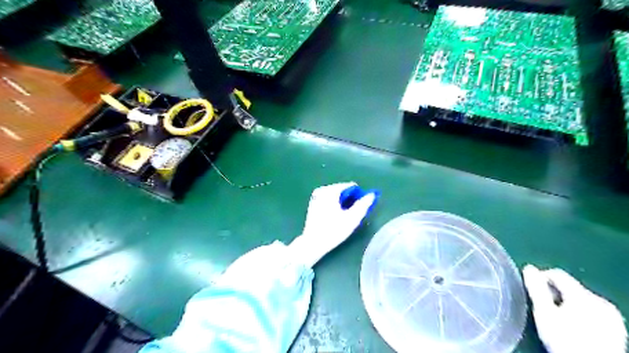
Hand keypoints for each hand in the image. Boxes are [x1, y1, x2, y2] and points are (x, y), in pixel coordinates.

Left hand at [287, 183, 374, 267]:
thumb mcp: (352, 218)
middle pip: (343, 190)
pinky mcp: (313, 203)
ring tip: (345, 216)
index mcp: (331, 191)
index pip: (351, 186)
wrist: (313, 243)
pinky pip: (328, 199)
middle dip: (350, 199)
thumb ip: (363, 205)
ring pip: (336, 195)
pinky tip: (335, 216)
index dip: (358, 196)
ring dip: (342, 203)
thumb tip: (372, 194)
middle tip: (352, 214)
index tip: (360, 208)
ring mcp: (316, 196)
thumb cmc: (334, 230)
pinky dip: (334, 204)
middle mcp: (322, 190)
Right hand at [524, 265, 625, 351]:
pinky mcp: (616, 328)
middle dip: (555, 295)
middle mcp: (601, 302)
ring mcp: (611, 316)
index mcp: (583, 295)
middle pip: (569, 288)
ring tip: (559, 321)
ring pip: (581, 300)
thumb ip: (536, 289)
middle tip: (545, 310)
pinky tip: (575, 328)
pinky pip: (593, 312)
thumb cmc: (565, 341)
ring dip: (567, 305)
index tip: (532, 291)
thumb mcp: (544, 314)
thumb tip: (529, 269)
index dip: (540, 278)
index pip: (557, 274)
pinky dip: (581, 315)